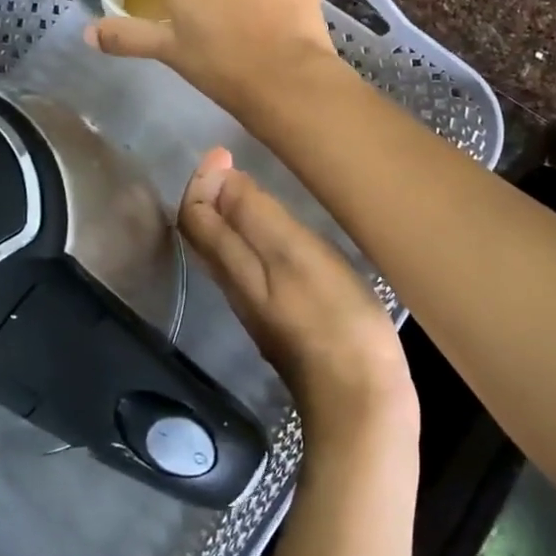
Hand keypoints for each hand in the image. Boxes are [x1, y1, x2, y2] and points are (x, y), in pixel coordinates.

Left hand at [179, 147, 416, 452]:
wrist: (359, 403)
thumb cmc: (334, 320)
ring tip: (254, 190)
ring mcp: (260, 310)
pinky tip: (285, 238)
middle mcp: (237, 289)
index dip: (201, 181)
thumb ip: (255, 217)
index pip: (195, 217)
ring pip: (228, 254)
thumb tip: (220, 180)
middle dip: (210, 194)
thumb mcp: (296, 256)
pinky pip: (254, 270)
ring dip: (231, 215)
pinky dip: (255, 239)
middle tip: (232, 163)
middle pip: (206, 236)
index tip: (223, 152)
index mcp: (234, 268)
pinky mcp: (286, 325)